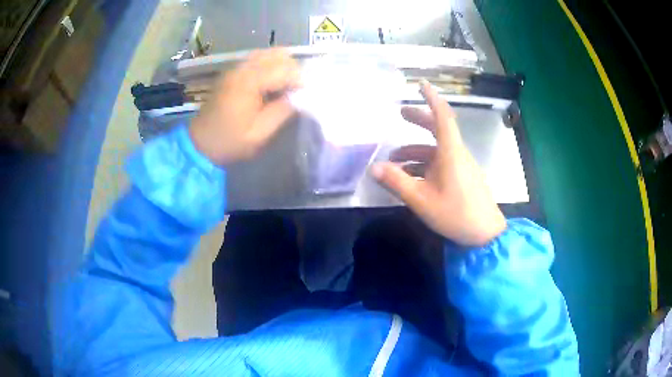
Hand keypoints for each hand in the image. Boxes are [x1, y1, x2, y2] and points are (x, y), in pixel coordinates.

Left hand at [189, 49, 300, 165]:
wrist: (200, 143)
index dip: (300, 80)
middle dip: (293, 69)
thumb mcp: (260, 133)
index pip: (284, 69)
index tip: (307, 95)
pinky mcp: (233, 72)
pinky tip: (272, 82)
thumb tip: (300, 97)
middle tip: (297, 89)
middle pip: (278, 54)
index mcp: (248, 82)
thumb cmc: (230, 141)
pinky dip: (270, 65)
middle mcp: (242, 68)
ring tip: (287, 85)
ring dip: (282, 66)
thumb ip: (283, 111)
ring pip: (268, 53)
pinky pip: (257, 59)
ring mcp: (236, 68)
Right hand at [372, 81, 505, 245]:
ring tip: (393, 160)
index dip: (431, 98)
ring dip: (415, 150)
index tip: (420, 84)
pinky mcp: (462, 177)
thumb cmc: (456, 214)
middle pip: (438, 129)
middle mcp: (457, 154)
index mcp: (451, 152)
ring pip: (436, 149)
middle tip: (400, 114)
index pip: (442, 116)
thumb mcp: (422, 200)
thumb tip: (373, 168)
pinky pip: (441, 163)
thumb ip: (397, 182)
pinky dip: (424, 164)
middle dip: (418, 119)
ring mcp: (461, 166)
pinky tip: (410, 177)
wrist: (486, 234)